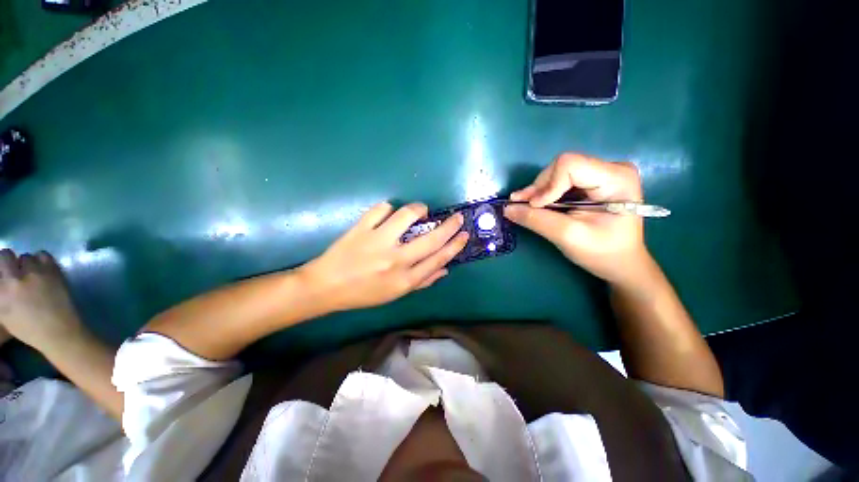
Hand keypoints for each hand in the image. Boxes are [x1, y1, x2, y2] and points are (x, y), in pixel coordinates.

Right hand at [0, 249, 84, 350]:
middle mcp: (13, 279)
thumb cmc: (29, 328)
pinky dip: (42, 260)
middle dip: (9, 261)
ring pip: (26, 256)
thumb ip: (1, 292)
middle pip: (6, 255)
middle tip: (16, 271)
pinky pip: (43, 255)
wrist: (58, 331)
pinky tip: (43, 270)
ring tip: (32, 275)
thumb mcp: (4, 312)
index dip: (0, 267)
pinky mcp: (52, 271)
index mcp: (0, 292)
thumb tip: (2, 278)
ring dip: (28, 263)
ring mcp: (34, 273)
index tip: (4, 272)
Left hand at [300, 202, 468, 311]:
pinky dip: (388, 208)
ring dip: (418, 209)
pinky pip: (381, 209)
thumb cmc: (364, 293)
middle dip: (449, 226)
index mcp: (404, 279)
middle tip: (457, 217)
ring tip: (421, 210)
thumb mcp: (395, 293)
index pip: (438, 258)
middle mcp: (395, 260)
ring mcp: (377, 242)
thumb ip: (422, 281)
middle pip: (431, 239)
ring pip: (406, 216)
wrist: (326, 287)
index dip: (455, 245)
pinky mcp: (361, 229)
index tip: (464, 234)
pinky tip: (388, 213)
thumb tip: (445, 269)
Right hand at [504, 153, 651, 287]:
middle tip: (522, 207)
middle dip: (540, 188)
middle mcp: (610, 168)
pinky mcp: (592, 182)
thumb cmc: (602, 252)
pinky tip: (536, 205)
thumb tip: (507, 208)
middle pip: (561, 167)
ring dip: (539, 191)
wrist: (621, 263)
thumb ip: (536, 220)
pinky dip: (545, 194)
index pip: (569, 165)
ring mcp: (602, 174)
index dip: (547, 185)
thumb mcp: (567, 237)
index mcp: (616, 178)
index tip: (535, 207)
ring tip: (525, 207)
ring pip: (557, 173)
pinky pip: (560, 181)